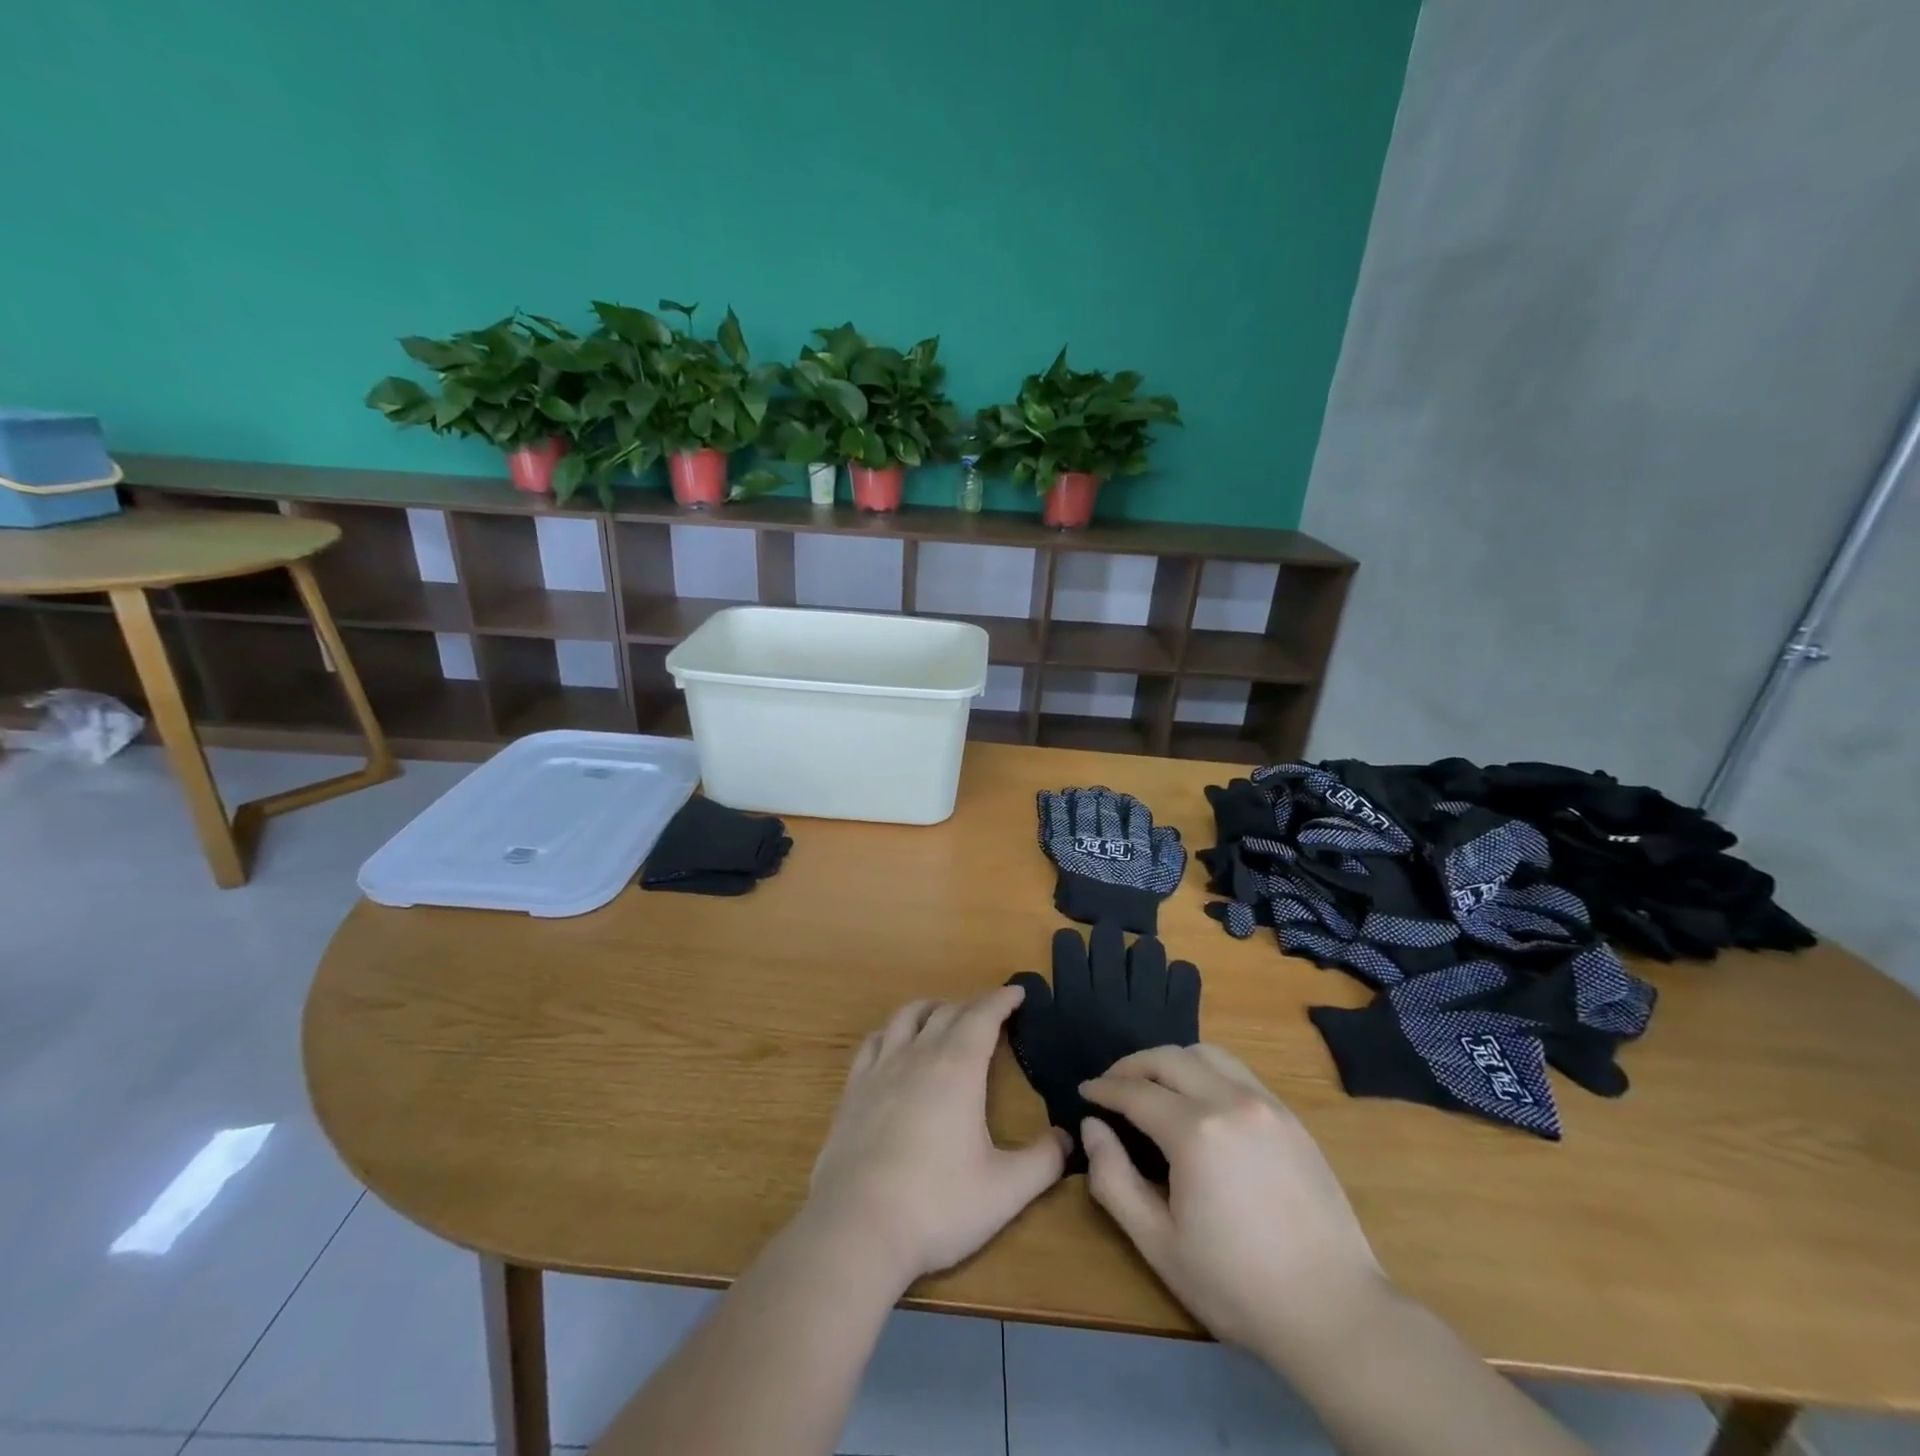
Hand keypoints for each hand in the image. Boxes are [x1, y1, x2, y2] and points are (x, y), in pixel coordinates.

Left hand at [804, 987, 1068, 1289]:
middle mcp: (919, 1055)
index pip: (983, 1016)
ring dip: (931, 1008)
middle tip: (991, 1012)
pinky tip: (894, 1043)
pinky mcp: (853, 1089)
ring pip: (907, 1017)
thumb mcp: (1005, 1190)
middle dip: (973, 1005)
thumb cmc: (938, 1205)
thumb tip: (1069, 1139)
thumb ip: (1043, 1161)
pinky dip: (892, 1031)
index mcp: (958, 1068)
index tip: (1017, 992)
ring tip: (943, 1014)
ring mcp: (881, 1069)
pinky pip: (874, 1042)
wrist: (857, 1227)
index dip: (1002, 1000)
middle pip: (948, 1012)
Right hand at [1079, 1044, 1384, 1352]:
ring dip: (1171, 1061)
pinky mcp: (1290, 1117)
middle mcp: (1230, 1101)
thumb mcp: (1159, 1244)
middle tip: (1112, 1085)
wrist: (1334, 1313)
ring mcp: (1266, 1104)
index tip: (1084, 1091)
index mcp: (1195, 1132)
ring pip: (1206, 1053)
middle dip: (1132, 1065)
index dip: (1104, 1088)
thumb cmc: (1237, 1285)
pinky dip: (1206, 1071)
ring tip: (1154, 1085)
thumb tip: (1092, 1127)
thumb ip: (1113, 1179)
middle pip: (1168, 1058)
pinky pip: (1238, 1072)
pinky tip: (1200, 1099)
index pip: (1136, 1091)